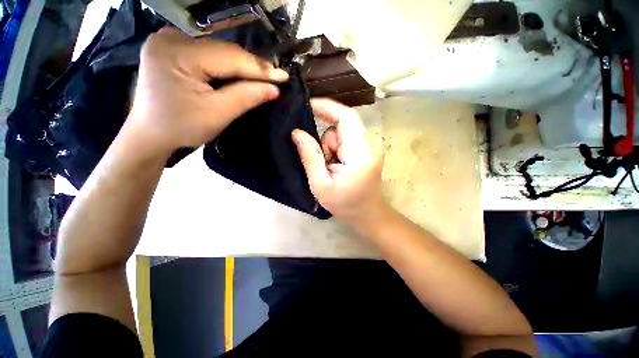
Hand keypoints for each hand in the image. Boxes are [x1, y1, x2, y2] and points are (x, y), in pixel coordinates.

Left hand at [124, 27, 288, 157]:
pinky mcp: (174, 49)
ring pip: (219, 52)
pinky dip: (228, 66)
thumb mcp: (217, 114)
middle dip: (252, 67)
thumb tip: (274, 88)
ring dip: (243, 66)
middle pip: (224, 51)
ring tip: (264, 77)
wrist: (150, 134)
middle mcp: (171, 38)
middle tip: (277, 78)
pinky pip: (210, 55)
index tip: (284, 76)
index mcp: (177, 52)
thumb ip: (246, 97)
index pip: (229, 57)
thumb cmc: (181, 127)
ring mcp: (171, 41)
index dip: (260, 68)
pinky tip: (242, 75)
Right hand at [292, 99, 386, 224]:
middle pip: (342, 126)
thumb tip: (297, 132)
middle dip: (325, 141)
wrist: (368, 215)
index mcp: (361, 154)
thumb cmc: (345, 205)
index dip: (326, 107)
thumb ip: (309, 157)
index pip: (346, 117)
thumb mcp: (320, 185)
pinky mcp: (367, 150)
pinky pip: (346, 140)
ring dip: (330, 148)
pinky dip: (336, 151)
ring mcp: (370, 147)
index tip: (307, 105)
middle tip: (323, 163)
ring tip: (331, 169)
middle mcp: (369, 145)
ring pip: (342, 134)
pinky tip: (336, 167)